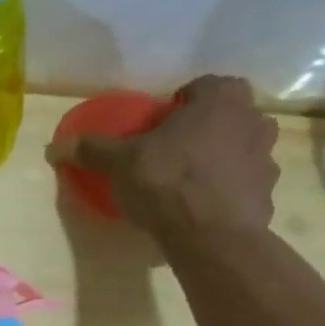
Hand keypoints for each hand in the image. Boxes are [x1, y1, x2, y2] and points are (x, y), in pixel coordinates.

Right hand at [48, 75, 278, 242]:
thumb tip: (54, 146)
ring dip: (219, 162)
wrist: (211, 237)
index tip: (157, 131)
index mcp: (222, 96)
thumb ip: (93, 149)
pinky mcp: (269, 195)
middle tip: (172, 156)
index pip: (198, 88)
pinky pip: (243, 187)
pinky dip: (227, 195)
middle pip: (223, 118)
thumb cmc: (167, 182)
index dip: (176, 108)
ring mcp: (267, 158)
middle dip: (203, 132)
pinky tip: (202, 213)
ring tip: (188, 187)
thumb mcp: (120, 163)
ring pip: (238, 151)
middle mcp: (253, 119)